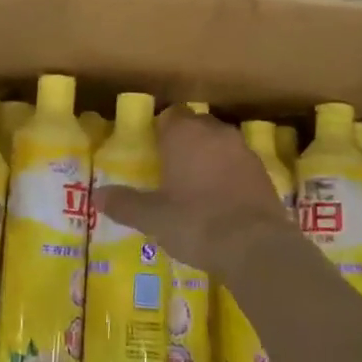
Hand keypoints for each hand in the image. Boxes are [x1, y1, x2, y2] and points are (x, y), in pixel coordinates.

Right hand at [94, 109, 295, 272]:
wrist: (255, 246)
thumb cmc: (195, 222)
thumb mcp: (153, 217)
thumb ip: (124, 203)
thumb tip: (96, 196)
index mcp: (184, 134)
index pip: (170, 115)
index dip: (160, 130)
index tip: (151, 150)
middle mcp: (215, 133)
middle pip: (196, 126)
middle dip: (184, 141)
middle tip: (169, 168)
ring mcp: (243, 151)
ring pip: (219, 144)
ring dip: (208, 157)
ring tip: (195, 185)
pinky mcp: (264, 173)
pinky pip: (238, 165)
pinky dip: (228, 175)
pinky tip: (221, 200)